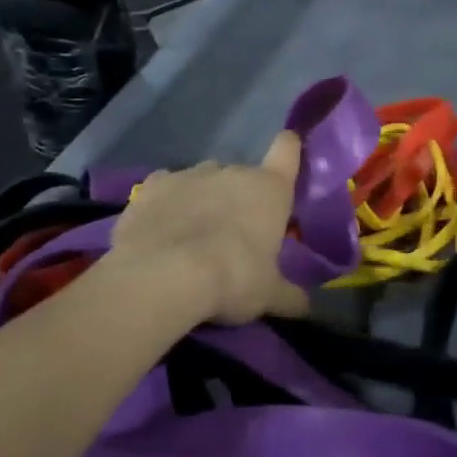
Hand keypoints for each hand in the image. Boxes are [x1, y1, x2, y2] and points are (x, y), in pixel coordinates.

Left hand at [107, 131, 312, 323]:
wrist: (163, 276)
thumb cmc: (233, 278)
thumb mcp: (268, 296)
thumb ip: (289, 296)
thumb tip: (306, 307)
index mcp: (269, 189)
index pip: (287, 151)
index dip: (289, 148)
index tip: (287, 149)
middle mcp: (232, 171)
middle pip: (241, 175)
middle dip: (238, 197)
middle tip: (232, 234)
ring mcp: (189, 174)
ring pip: (203, 179)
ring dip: (203, 198)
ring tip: (192, 234)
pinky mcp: (151, 186)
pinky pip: (165, 188)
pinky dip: (165, 203)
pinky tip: (160, 227)